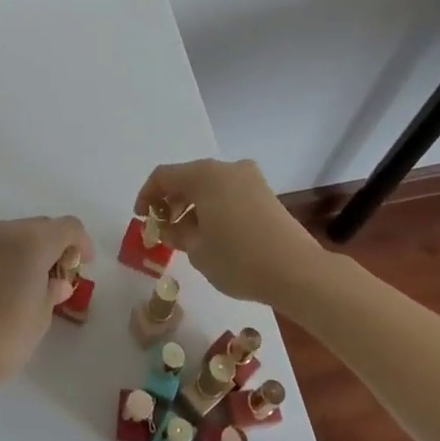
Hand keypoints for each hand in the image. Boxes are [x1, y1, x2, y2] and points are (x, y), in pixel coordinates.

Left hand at [0, 215, 91, 390]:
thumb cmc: (7, 337)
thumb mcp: (42, 316)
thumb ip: (53, 290)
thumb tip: (58, 282)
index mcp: (32, 242)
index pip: (68, 227)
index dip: (82, 242)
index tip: (84, 264)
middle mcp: (5, 233)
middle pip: (41, 226)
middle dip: (55, 245)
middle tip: (60, 275)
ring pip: (14, 234)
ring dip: (29, 250)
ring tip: (31, 282)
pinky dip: (5, 259)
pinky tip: (3, 288)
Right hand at [134, 158, 320, 306]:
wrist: (298, 271)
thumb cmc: (239, 259)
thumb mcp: (197, 251)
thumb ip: (177, 234)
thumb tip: (172, 228)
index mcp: (204, 175)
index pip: (163, 176)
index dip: (146, 195)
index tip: (141, 218)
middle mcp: (227, 169)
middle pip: (188, 178)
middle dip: (171, 201)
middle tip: (163, 228)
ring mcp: (250, 179)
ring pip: (210, 186)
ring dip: (193, 206)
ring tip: (187, 236)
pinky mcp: (266, 194)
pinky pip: (229, 193)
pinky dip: (214, 208)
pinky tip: (213, 234)